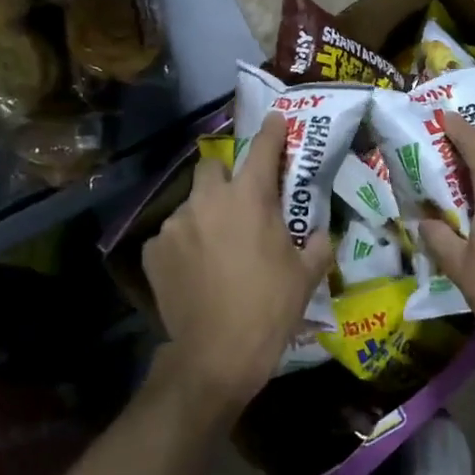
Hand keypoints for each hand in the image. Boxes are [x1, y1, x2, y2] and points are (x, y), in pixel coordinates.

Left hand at [142, 110, 332, 414]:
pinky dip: (184, 244)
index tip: (275, 119)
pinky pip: (171, 235)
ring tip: (215, 246)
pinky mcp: (152, 250)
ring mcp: (175, 224)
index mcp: (249, 199)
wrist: (216, 355)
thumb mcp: (307, 275)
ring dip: (205, 215)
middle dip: (226, 176)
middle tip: (239, 201)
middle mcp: (208, 201)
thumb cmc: (269, 309)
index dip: (272, 131)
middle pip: (213, 166)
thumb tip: (321, 233)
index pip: (262, 149)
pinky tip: (193, 269)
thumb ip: (318, 244)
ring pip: (191, 204)